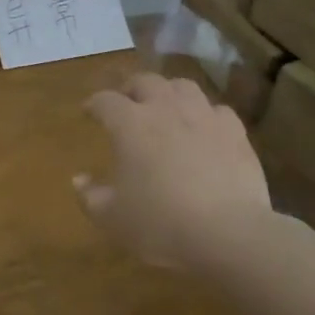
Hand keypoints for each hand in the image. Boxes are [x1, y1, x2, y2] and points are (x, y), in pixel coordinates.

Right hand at [75, 73, 272, 271]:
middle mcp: (165, 109)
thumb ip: (91, 196)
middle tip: (127, 102)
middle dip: (132, 88)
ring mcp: (203, 117)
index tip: (89, 112)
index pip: (105, 101)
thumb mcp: (112, 218)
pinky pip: (217, 110)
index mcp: (130, 124)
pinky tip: (204, 129)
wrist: (228, 233)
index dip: (94, 104)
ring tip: (166, 107)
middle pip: (145, 81)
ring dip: (169, 92)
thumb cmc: (160, 223)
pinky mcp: (235, 133)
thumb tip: (79, 180)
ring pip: (183, 86)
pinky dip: (206, 114)